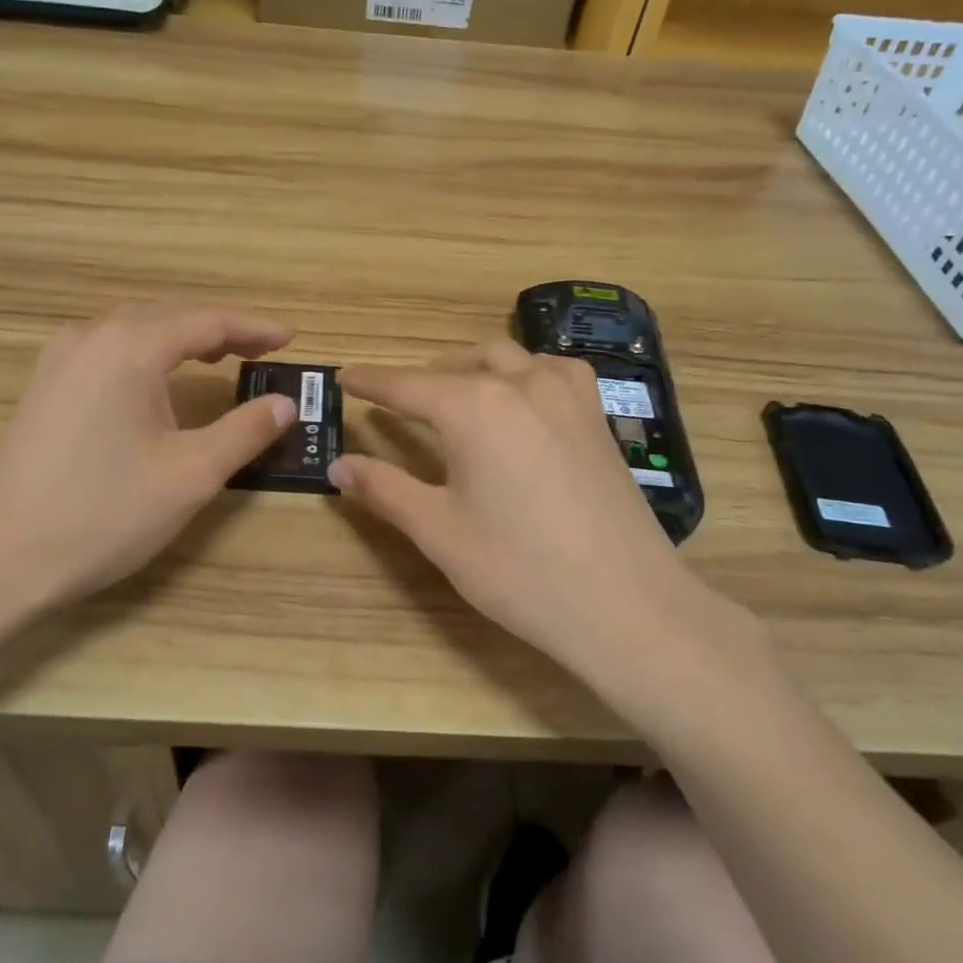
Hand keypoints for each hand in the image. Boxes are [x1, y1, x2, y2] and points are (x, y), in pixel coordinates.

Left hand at [0, 305, 295, 624]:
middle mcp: (89, 338)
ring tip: (217, 360)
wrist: (2, 557)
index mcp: (129, 347)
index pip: (206, 321)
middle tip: (260, 351)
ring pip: (133, 333)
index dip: (253, 328)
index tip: (289, 339)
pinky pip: (106, 354)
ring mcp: (58, 361)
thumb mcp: (192, 474)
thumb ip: (245, 431)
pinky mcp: (42, 388)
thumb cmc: (106, 512)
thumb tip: (284, 404)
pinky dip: (146, 357)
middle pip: (167, 318)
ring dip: (180, 341)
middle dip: (218, 330)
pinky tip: (156, 384)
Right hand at [332, 342, 766, 691]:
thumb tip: (338, 466)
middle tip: (399, 405)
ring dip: (473, 368)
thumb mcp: (438, 531)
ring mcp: (568, 396)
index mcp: (474, 407)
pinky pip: (552, 372)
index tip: (345, 376)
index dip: (371, 382)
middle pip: (459, 363)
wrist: (625, 604)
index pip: (407, 385)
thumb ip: (384, 489)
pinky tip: (520, 405)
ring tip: (455, 399)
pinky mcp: (598, 417)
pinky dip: (523, 375)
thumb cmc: (519, 570)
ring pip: (509, 358)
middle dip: (424, 377)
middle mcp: (521, 384)